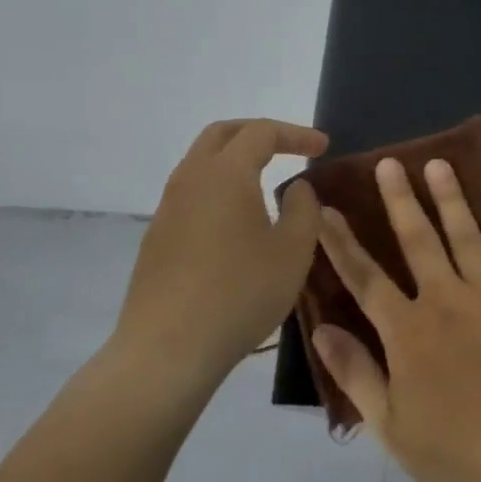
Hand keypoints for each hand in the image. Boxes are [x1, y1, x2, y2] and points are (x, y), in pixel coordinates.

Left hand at [115, 119, 327, 384]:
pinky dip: (219, 190)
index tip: (323, 148)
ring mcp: (168, 209)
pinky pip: (192, 195)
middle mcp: (190, 180)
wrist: (168, 349)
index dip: (296, 134)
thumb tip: (296, 187)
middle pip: (222, 135)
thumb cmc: (240, 293)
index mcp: (226, 174)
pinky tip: (237, 223)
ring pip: (201, 164)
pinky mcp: (157, 238)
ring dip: (235, 162)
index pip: (261, 132)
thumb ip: (303, 209)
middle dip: (259, 133)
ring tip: (266, 183)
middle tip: (290, 147)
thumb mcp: (293, 251)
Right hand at [312, 156, 480, 481]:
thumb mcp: (392, 427)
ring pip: (467, 235)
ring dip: (450, 197)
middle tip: (388, 162)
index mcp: (409, 332)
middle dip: (399, 199)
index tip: (325, 208)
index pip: (365, 277)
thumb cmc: (459, 453)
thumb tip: (321, 328)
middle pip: (417, 240)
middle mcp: (447, 301)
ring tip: (438, 163)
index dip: (341, 242)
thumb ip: (356, 373)